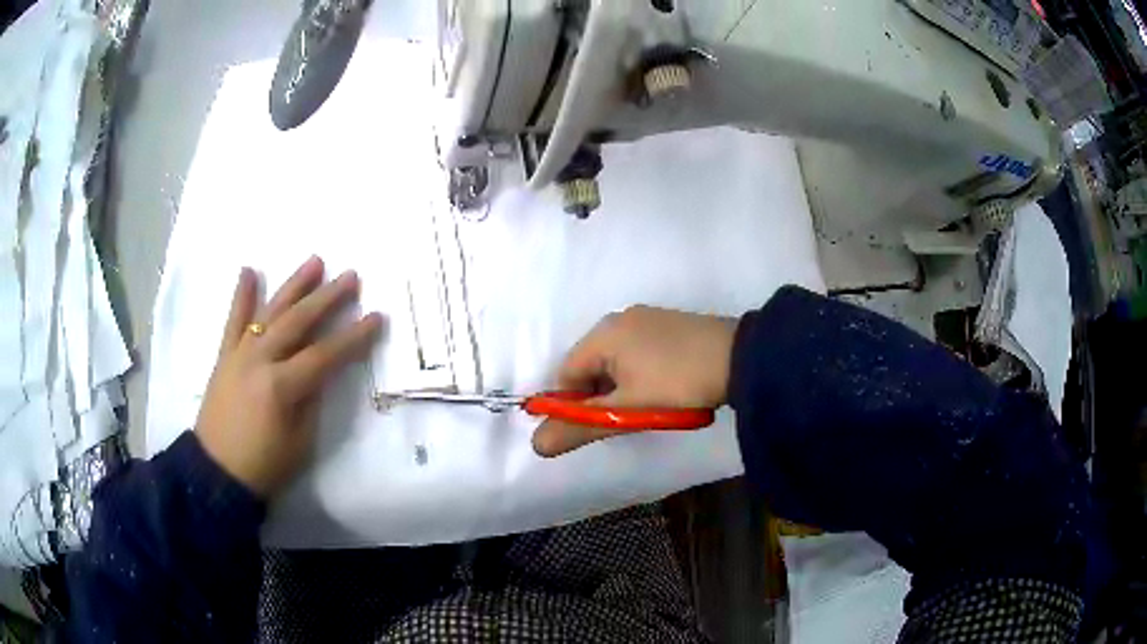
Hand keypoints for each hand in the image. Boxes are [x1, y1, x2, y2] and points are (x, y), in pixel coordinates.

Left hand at [195, 257, 383, 498]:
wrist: (217, 472)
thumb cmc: (265, 465)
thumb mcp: (300, 441)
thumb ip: (311, 400)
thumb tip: (320, 371)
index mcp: (281, 386)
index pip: (325, 354)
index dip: (353, 337)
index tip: (377, 318)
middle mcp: (259, 360)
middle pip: (298, 322)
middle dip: (327, 298)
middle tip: (351, 277)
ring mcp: (239, 354)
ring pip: (269, 312)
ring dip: (293, 286)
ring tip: (315, 261)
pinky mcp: (224, 356)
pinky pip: (233, 321)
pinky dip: (241, 295)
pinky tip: (249, 270)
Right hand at [532, 306, 737, 457]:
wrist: (741, 358)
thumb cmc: (676, 383)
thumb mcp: (626, 411)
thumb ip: (580, 427)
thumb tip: (535, 446)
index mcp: (602, 333)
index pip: (566, 374)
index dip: (574, 405)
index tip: (599, 425)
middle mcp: (620, 319)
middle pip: (591, 366)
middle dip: (601, 397)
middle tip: (627, 418)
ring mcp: (648, 318)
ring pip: (617, 361)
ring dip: (622, 388)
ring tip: (651, 406)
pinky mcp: (670, 325)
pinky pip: (640, 352)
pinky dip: (642, 374)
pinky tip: (666, 389)